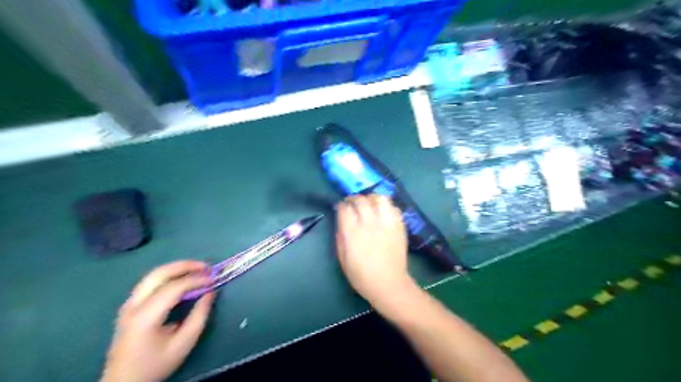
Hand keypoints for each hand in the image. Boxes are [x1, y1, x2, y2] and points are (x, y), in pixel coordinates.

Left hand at [100, 261, 214, 381]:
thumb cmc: (155, 365)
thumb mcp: (184, 344)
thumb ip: (199, 316)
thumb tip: (210, 292)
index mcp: (145, 317)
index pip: (173, 288)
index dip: (196, 280)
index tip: (213, 279)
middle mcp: (133, 306)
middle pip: (159, 274)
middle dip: (185, 266)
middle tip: (206, 266)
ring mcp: (128, 305)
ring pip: (153, 275)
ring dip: (177, 268)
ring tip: (197, 269)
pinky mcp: (130, 307)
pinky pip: (150, 282)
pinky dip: (168, 275)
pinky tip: (181, 279)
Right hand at [335, 195, 414, 308]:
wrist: (388, 284)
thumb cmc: (361, 275)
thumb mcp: (342, 258)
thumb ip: (340, 236)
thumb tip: (341, 221)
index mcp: (352, 232)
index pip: (344, 208)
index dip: (341, 205)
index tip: (340, 208)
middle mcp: (369, 223)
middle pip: (360, 200)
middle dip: (353, 199)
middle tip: (352, 204)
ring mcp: (386, 223)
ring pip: (379, 198)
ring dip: (371, 198)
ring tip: (369, 204)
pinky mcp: (399, 225)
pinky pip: (393, 207)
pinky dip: (386, 207)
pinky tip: (382, 213)